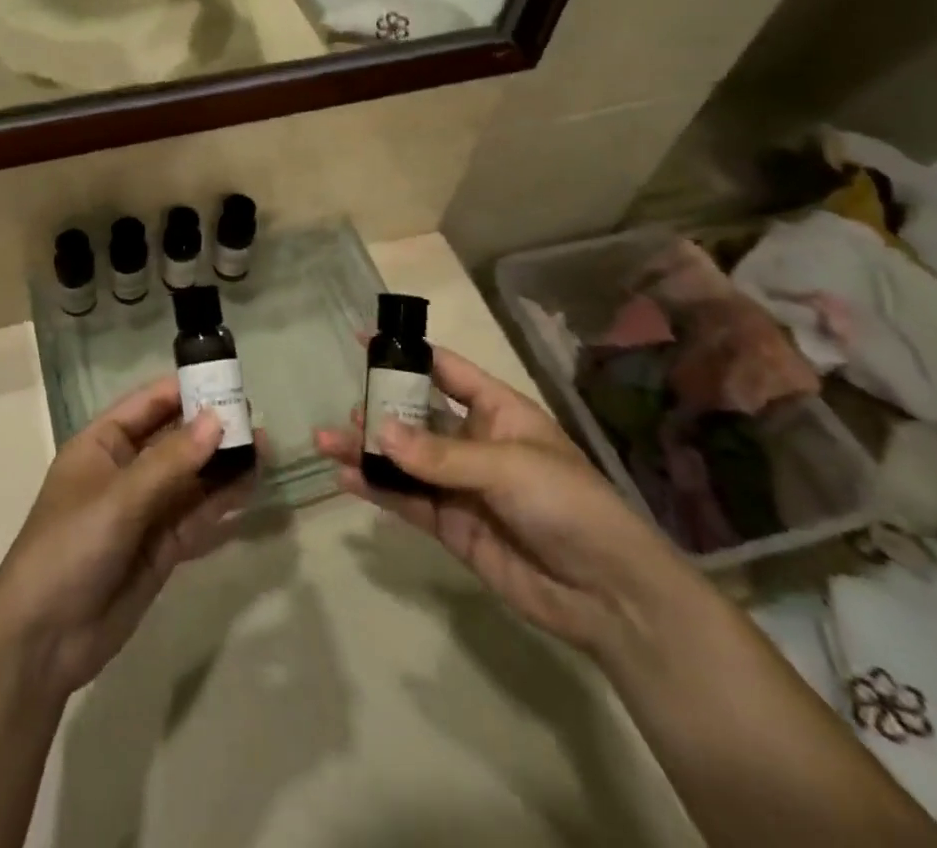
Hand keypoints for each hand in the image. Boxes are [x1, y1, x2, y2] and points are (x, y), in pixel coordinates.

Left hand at [0, 376, 254, 697]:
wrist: (44, 640)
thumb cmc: (70, 547)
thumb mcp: (119, 498)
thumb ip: (171, 461)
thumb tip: (217, 419)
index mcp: (101, 444)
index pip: (148, 405)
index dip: (184, 390)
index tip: (226, 379)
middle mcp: (124, 471)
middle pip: (174, 439)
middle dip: (211, 428)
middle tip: (255, 416)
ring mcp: (144, 511)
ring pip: (190, 478)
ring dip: (223, 464)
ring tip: (264, 447)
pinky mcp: (160, 548)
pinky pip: (195, 516)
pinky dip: (221, 502)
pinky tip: (250, 487)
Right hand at [314, 346, 697, 659]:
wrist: (610, 596)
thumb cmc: (568, 504)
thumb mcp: (507, 465)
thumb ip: (440, 452)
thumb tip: (379, 430)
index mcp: (497, 411)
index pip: (444, 370)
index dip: (407, 354)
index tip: (363, 339)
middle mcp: (473, 442)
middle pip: (416, 416)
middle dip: (379, 409)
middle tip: (346, 409)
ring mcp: (460, 485)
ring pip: (403, 459)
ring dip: (367, 450)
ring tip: (326, 442)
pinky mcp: (451, 526)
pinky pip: (406, 500)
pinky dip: (376, 489)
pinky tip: (346, 478)